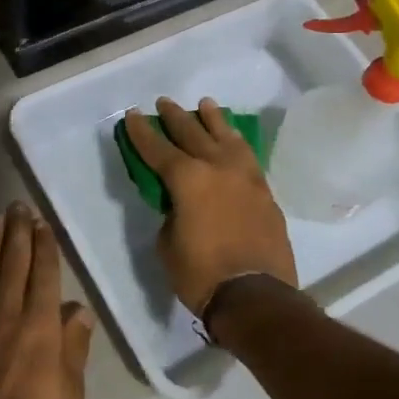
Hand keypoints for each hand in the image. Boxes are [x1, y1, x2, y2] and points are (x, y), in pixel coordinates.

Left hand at [0, 202, 95, 398]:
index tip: (40, 223)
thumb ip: (74, 349)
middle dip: (16, 232)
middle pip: (12, 264)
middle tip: (15, 205)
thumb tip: (79, 311)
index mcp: (40, 327)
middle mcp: (5, 316)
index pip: (43, 274)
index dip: (43, 245)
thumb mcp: (71, 397)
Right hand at [122, 97, 297, 315]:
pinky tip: (233, 139)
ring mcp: (245, 177)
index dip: (142, 132)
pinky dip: (236, 143)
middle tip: (164, 103)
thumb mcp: (168, 244)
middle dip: (175, 117)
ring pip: (226, 138)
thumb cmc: (201, 274)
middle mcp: (217, 167)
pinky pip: (247, 156)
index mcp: (187, 179)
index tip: (133, 114)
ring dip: (213, 120)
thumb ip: (171, 213)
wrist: (256, 296)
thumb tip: (181, 204)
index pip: (158, 148)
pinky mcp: (264, 192)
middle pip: (193, 134)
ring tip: (205, 105)